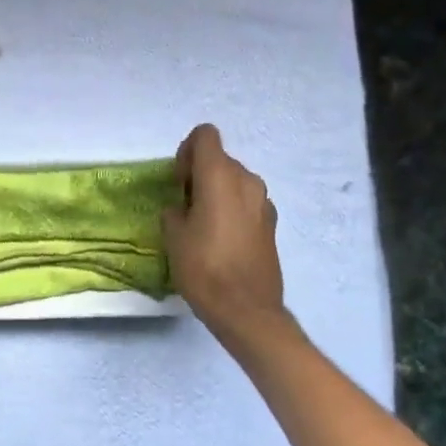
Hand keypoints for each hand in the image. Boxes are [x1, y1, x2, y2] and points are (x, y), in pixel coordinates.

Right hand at [162, 125, 288, 348]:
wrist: (247, 311)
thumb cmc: (204, 267)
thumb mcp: (173, 235)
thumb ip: (175, 209)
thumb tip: (183, 208)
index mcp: (219, 174)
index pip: (205, 135)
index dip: (187, 151)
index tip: (180, 182)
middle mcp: (246, 179)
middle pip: (220, 159)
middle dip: (200, 174)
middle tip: (186, 207)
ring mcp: (264, 201)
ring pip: (235, 181)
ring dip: (218, 192)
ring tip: (204, 226)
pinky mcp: (272, 224)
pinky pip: (247, 203)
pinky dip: (234, 210)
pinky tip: (224, 241)